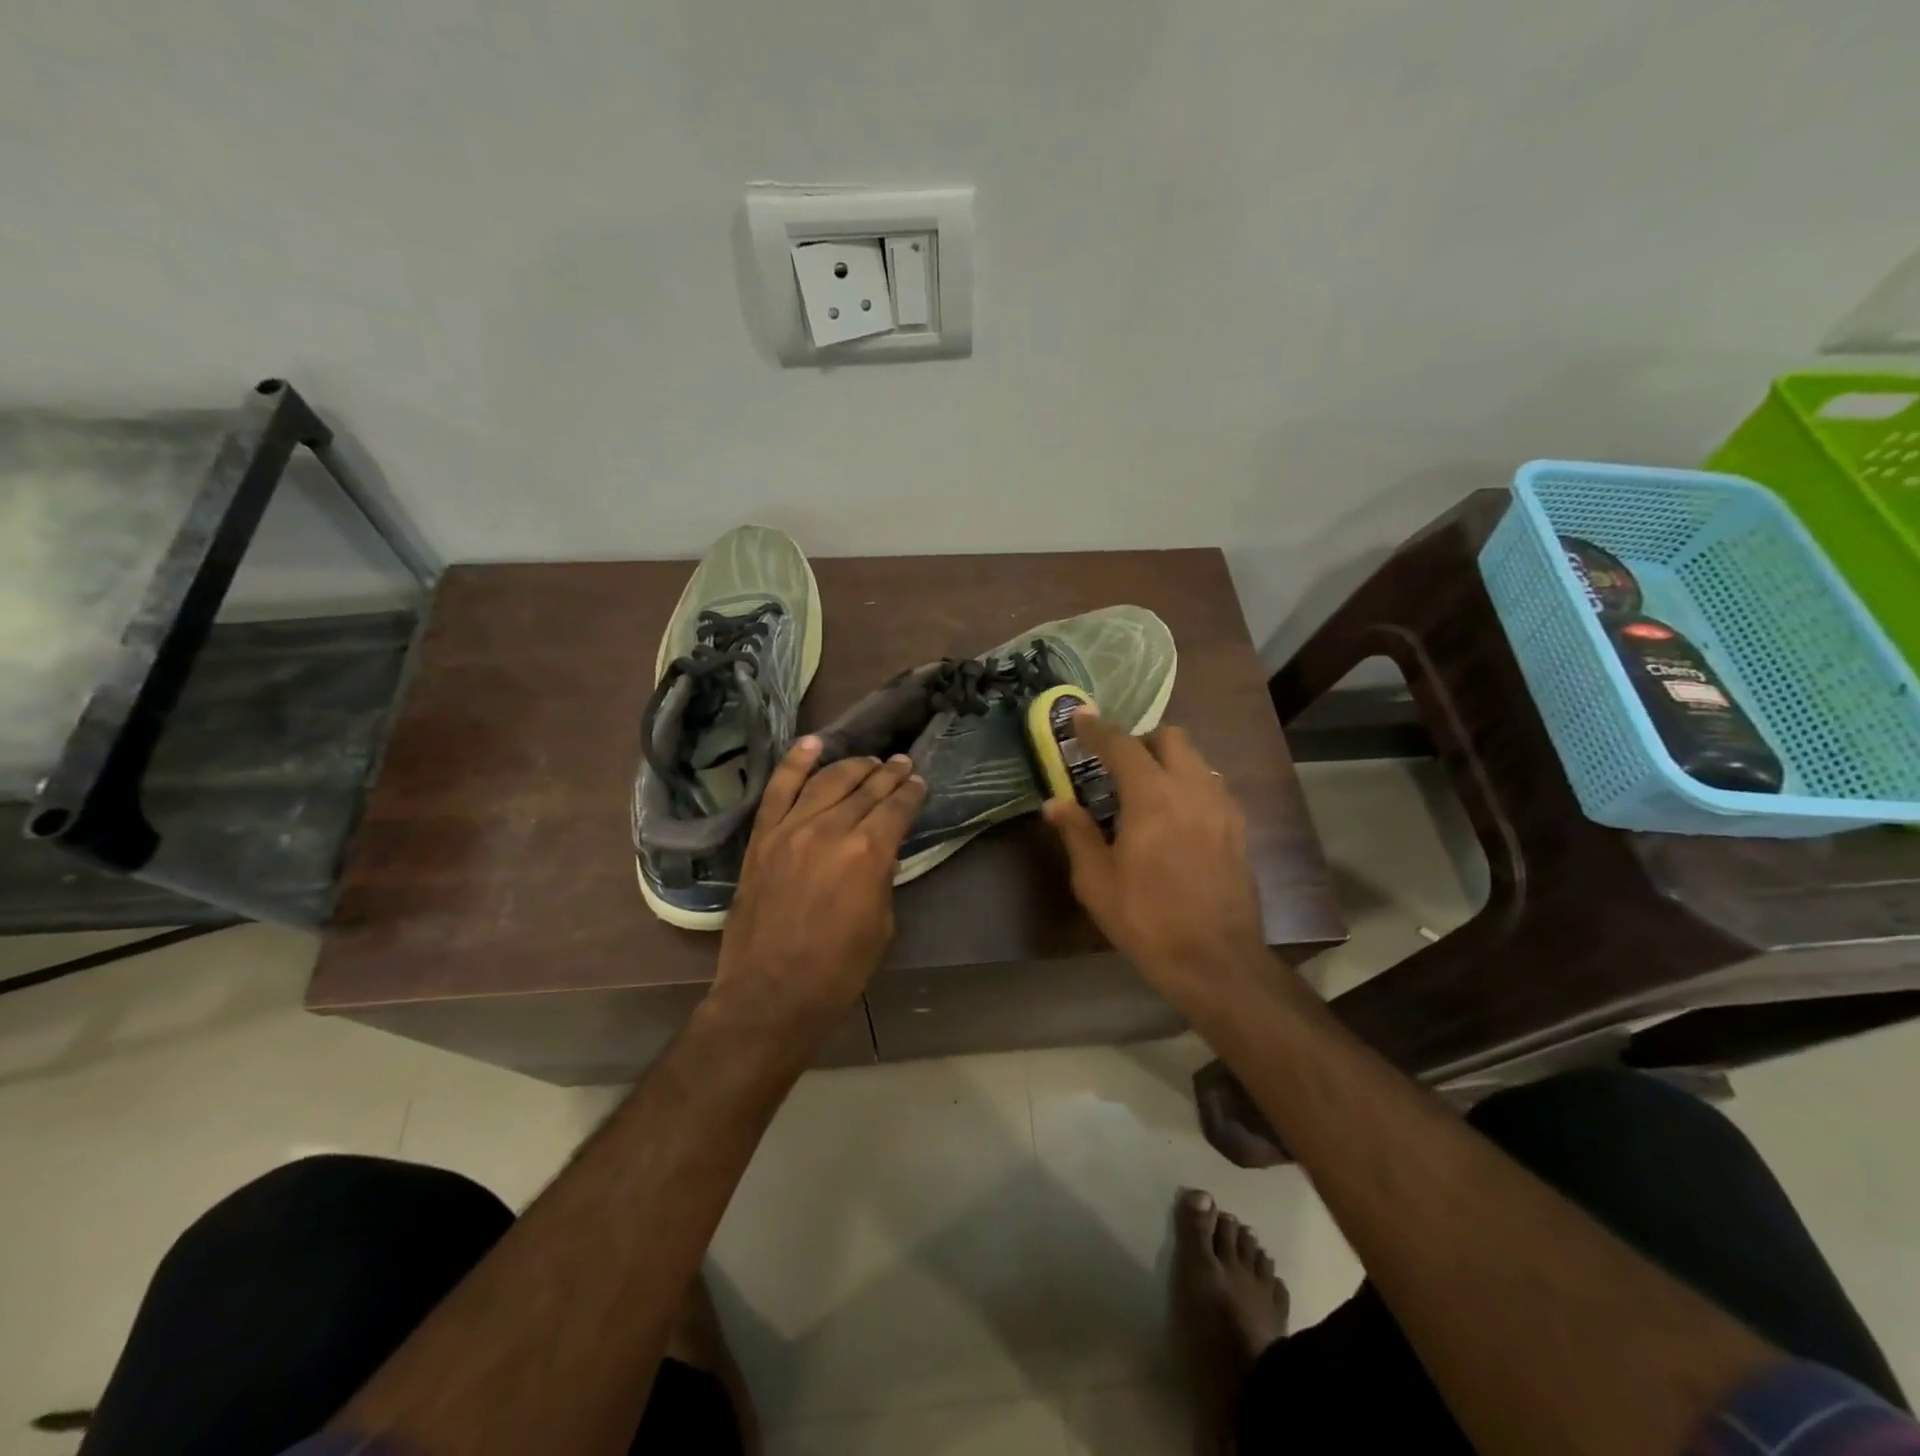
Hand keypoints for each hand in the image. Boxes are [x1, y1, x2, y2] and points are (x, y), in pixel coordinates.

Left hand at [712, 737, 925, 1022]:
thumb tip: (879, 851)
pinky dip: (795, 763)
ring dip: (852, 766)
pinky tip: (813, 744)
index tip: (918, 782)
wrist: (770, 995)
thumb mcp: (880, 924)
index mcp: (867, 853)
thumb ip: (881, 877)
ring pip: (826, 781)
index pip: (896, 808)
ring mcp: (790, 829)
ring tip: (869, 760)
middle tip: (901, 763)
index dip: (911, 793)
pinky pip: (778, 789)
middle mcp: (830, 829)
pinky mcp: (762, 838)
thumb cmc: (837, 971)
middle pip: (865, 789)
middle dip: (888, 774)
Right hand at [1043, 709, 1266, 995]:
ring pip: (1196, 759)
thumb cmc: (1146, 918)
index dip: (1097, 729)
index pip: (1122, 745)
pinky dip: (1189, 784)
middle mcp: (1192, 789)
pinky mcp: (1239, 828)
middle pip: (1171, 737)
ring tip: (1146, 791)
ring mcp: (1222, 807)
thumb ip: (1076, 833)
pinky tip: (1176, 817)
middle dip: (1141, 740)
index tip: (1079, 718)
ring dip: (1169, 761)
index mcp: (1152, 796)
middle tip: (1117, 765)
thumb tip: (1054, 803)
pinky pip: (1211, 786)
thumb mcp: (1096, 880)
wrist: (1214, 959)